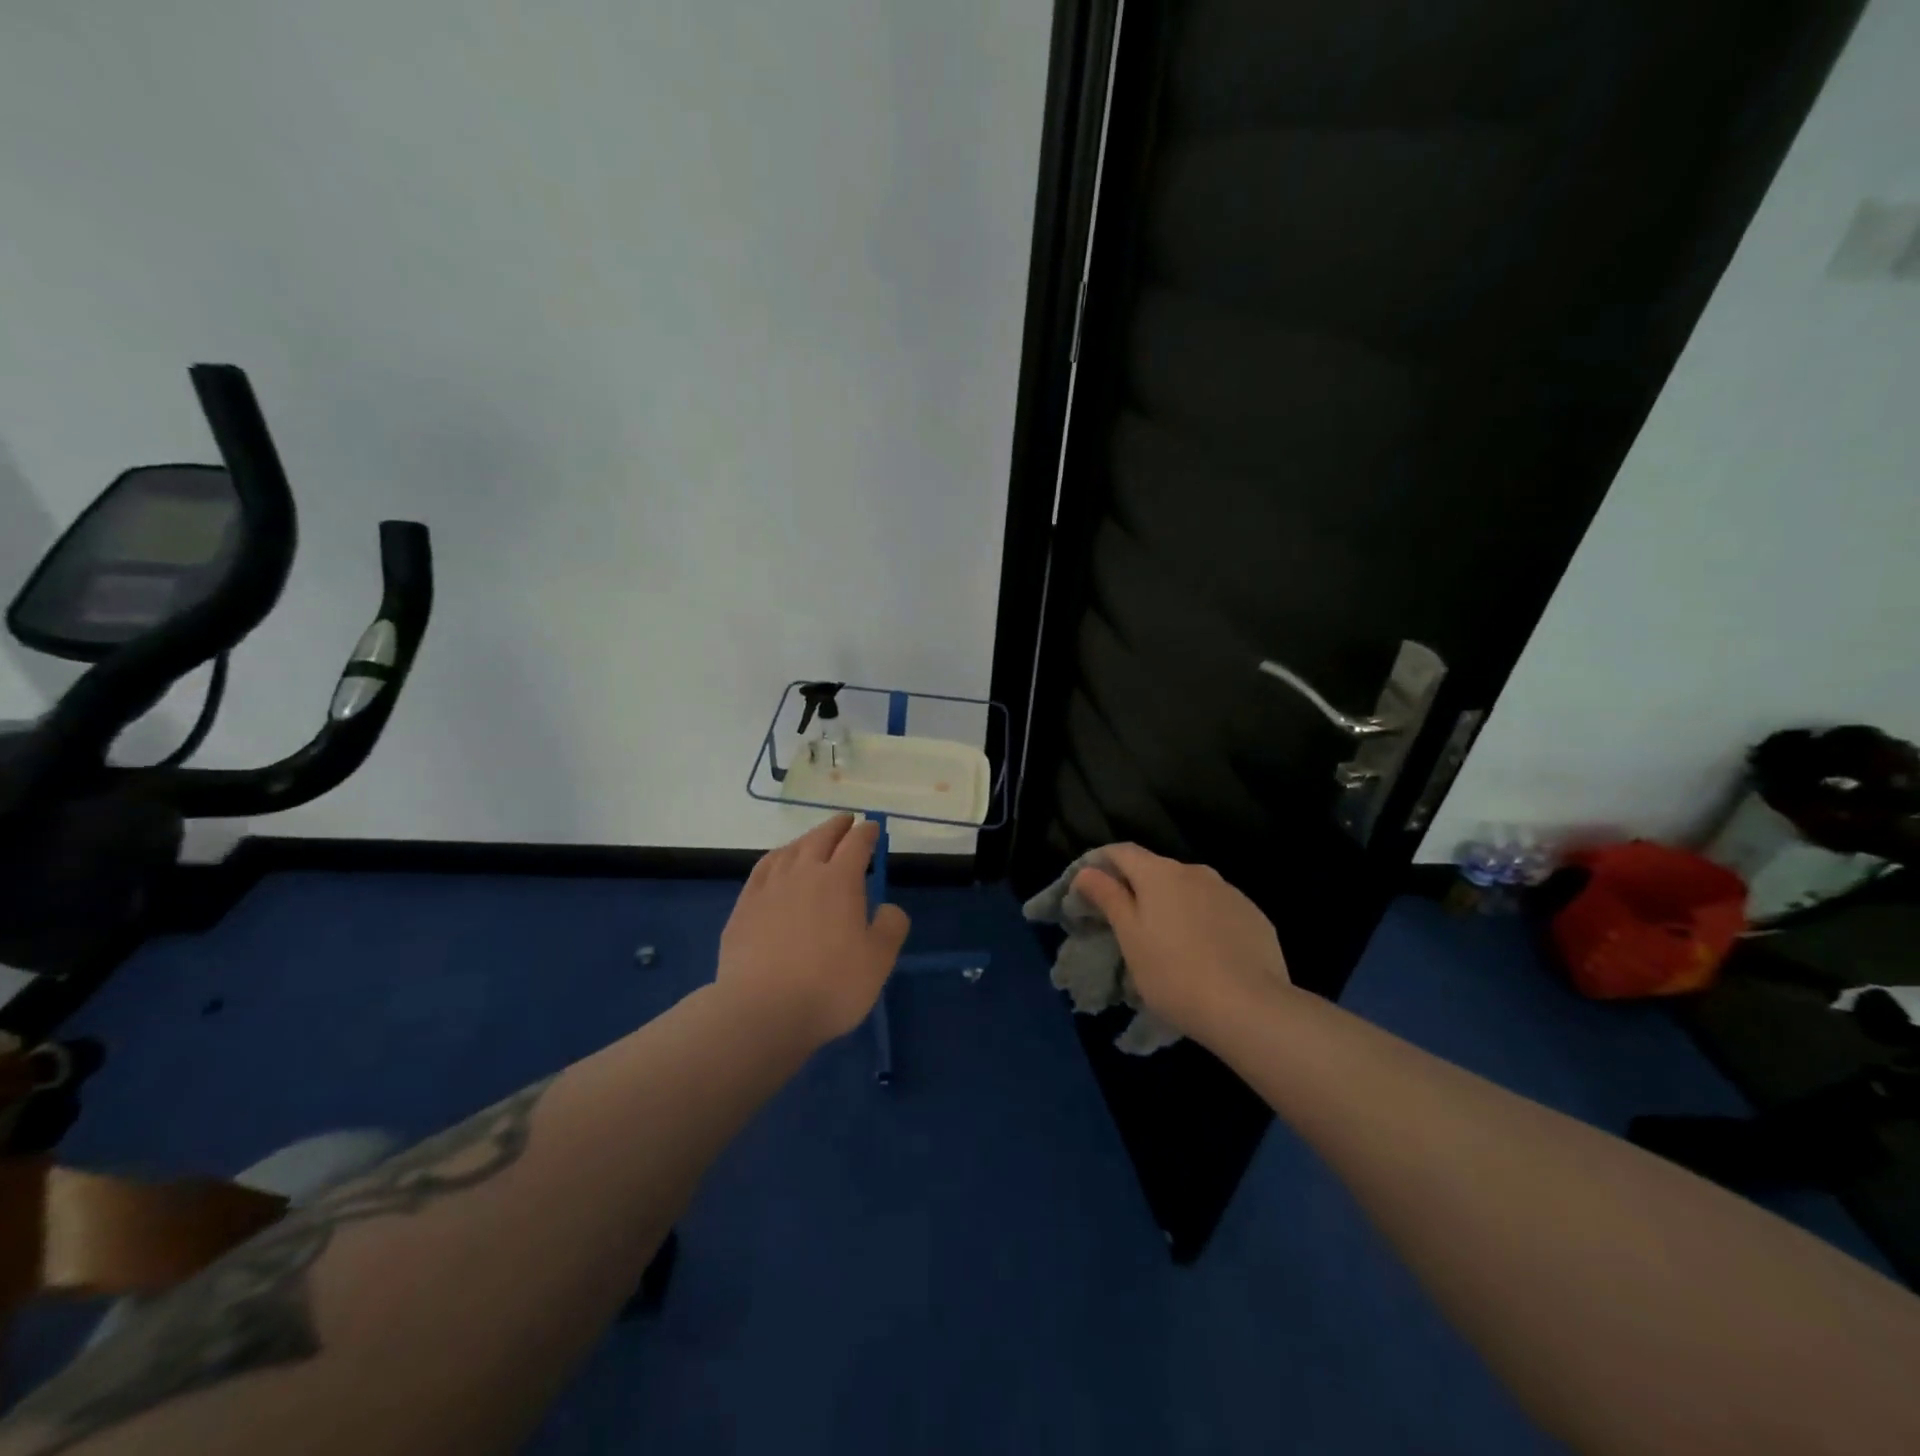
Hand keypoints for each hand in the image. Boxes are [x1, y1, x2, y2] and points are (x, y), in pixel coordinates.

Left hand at [716, 815, 911, 1045]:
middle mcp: (803, 873)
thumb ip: (890, 926)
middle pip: (821, 838)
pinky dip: (777, 857)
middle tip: (846, 821)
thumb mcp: (879, 961)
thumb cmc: (830, 986)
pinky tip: (777, 864)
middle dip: (837, 826)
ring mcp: (769, 887)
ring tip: (814, 839)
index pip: (856, 844)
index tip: (873, 828)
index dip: (867, 833)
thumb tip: (886, 907)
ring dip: (806, 839)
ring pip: (790, 850)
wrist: (762, 1010)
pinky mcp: (745, 906)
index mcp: (840, 880)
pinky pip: (763, 869)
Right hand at [1073, 843, 1290, 1043]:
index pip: (1122, 851)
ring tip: (1168, 944)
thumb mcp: (1130, 937)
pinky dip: (1203, 922)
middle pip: (1157, 870)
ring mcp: (1230, 892)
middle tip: (1126, 925)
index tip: (1088, 888)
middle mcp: (1196, 871)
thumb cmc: (1174, 973)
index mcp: (1160, 873)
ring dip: (1173, 906)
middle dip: (1138, 890)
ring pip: (1190, 891)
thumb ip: (1108, 898)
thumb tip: (1087, 871)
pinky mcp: (1255, 916)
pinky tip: (1204, 954)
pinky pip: (1218, 910)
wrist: (1250, 1008)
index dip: (1101, 863)